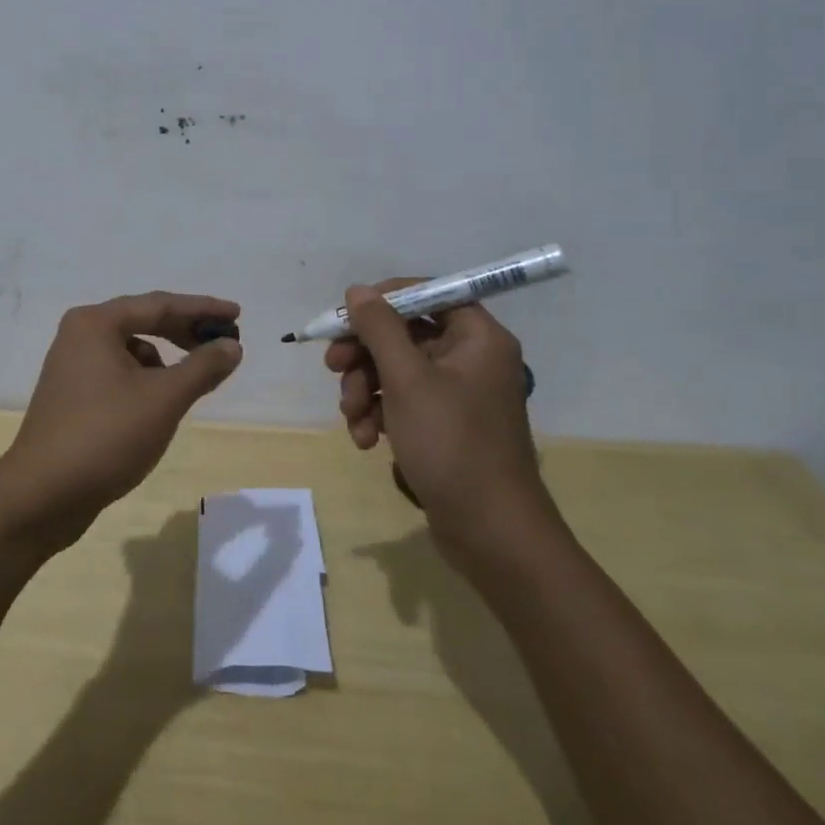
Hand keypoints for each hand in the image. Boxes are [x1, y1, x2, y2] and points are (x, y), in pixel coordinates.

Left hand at [0, 292, 241, 549]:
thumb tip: (232, 345)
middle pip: (144, 321)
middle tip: (223, 344)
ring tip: (190, 385)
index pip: (160, 304)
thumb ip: (202, 367)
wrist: (39, 498)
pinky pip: (119, 373)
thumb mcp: (163, 399)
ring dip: (166, 361)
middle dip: (185, 332)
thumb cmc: (104, 437)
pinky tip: (157, 408)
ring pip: (132, 350)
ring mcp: (72, 365)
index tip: (237, 314)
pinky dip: (145, 381)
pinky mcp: (72, 395)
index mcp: (96, 323)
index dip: (202, 308)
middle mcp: (80, 334)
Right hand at [326, 280, 551, 548]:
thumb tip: (358, 290)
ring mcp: (458, 394)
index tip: (347, 317)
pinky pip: (404, 402)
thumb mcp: (407, 379)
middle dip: (364, 354)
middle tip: (333, 367)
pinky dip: (380, 414)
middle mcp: (471, 358)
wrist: (491, 534)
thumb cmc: (452, 444)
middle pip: (405, 334)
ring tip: (352, 416)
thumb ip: (379, 328)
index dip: (383, 301)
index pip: (427, 294)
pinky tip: (365, 440)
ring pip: (397, 370)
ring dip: (365, 388)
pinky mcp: (445, 426)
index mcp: (477, 337)